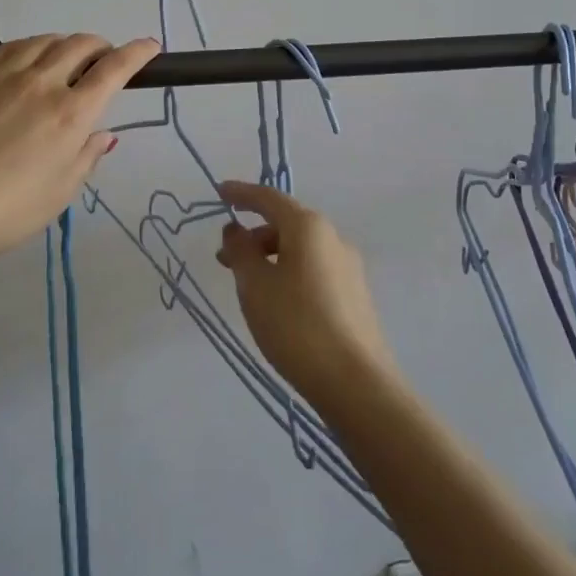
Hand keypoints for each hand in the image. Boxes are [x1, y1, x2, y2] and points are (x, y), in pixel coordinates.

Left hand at [0, 34, 160, 262]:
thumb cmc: (6, 211)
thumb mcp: (59, 193)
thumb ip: (86, 157)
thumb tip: (104, 134)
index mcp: (71, 114)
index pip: (114, 69)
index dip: (137, 53)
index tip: (150, 46)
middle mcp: (41, 83)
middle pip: (80, 45)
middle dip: (100, 46)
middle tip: (102, 59)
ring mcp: (3, 74)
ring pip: (44, 40)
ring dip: (64, 44)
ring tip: (65, 58)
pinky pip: (9, 48)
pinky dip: (29, 48)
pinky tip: (25, 59)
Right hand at [215, 181, 399, 407]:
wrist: (356, 383)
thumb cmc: (296, 324)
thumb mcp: (255, 285)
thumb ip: (240, 251)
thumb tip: (235, 230)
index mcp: (308, 226)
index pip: (269, 198)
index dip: (241, 193)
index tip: (219, 193)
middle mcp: (333, 238)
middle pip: (286, 224)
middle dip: (253, 235)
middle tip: (224, 258)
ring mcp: (348, 267)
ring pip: (300, 249)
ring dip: (270, 257)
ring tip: (247, 286)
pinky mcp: (354, 295)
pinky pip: (313, 270)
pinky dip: (288, 273)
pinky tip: (276, 302)